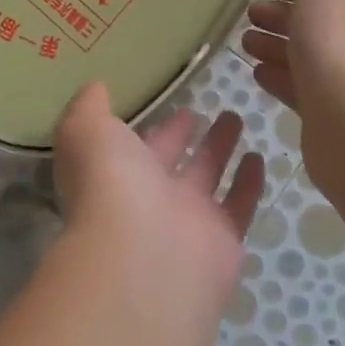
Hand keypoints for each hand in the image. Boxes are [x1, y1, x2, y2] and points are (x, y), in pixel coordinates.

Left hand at [53, 82, 264, 315]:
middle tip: (203, 111)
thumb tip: (96, 87)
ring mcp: (186, 222)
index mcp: (115, 173)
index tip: (174, 103)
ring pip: (207, 177)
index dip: (154, 126)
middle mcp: (148, 198)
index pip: (135, 146)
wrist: (141, 257)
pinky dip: (248, 183)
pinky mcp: (222, 241)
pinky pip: (238, 205)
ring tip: (236, 119)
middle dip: (183, 135)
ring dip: (220, 149)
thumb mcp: (86, 129)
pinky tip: (258, 157)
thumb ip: (88, 106)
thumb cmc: (108, 184)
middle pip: (171, 160)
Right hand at [241, 0, 344, 171]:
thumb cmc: (339, 40)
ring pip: (307, 54)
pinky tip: (256, 72)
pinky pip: (301, 88)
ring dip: (275, 44)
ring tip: (244, 44)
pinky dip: (279, 76)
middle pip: (319, 20)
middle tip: (250, 14)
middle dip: (283, 14)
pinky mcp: (333, 114)